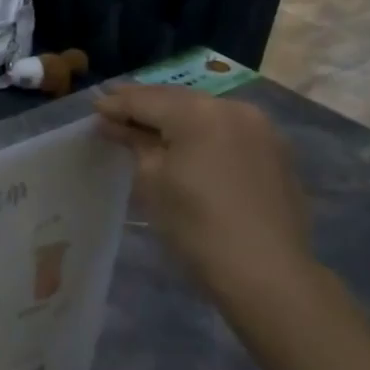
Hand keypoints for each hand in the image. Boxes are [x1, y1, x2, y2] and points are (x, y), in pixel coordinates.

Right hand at [94, 83, 315, 301]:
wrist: (264, 269)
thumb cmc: (194, 225)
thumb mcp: (152, 181)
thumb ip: (134, 143)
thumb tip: (114, 125)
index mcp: (198, 113)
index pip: (146, 100)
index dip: (117, 104)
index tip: (95, 109)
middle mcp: (232, 108)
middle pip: (178, 99)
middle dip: (146, 104)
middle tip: (115, 110)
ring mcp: (260, 128)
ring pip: (205, 112)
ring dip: (175, 115)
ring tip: (148, 125)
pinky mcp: (275, 150)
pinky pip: (227, 129)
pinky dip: (201, 131)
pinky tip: (187, 144)